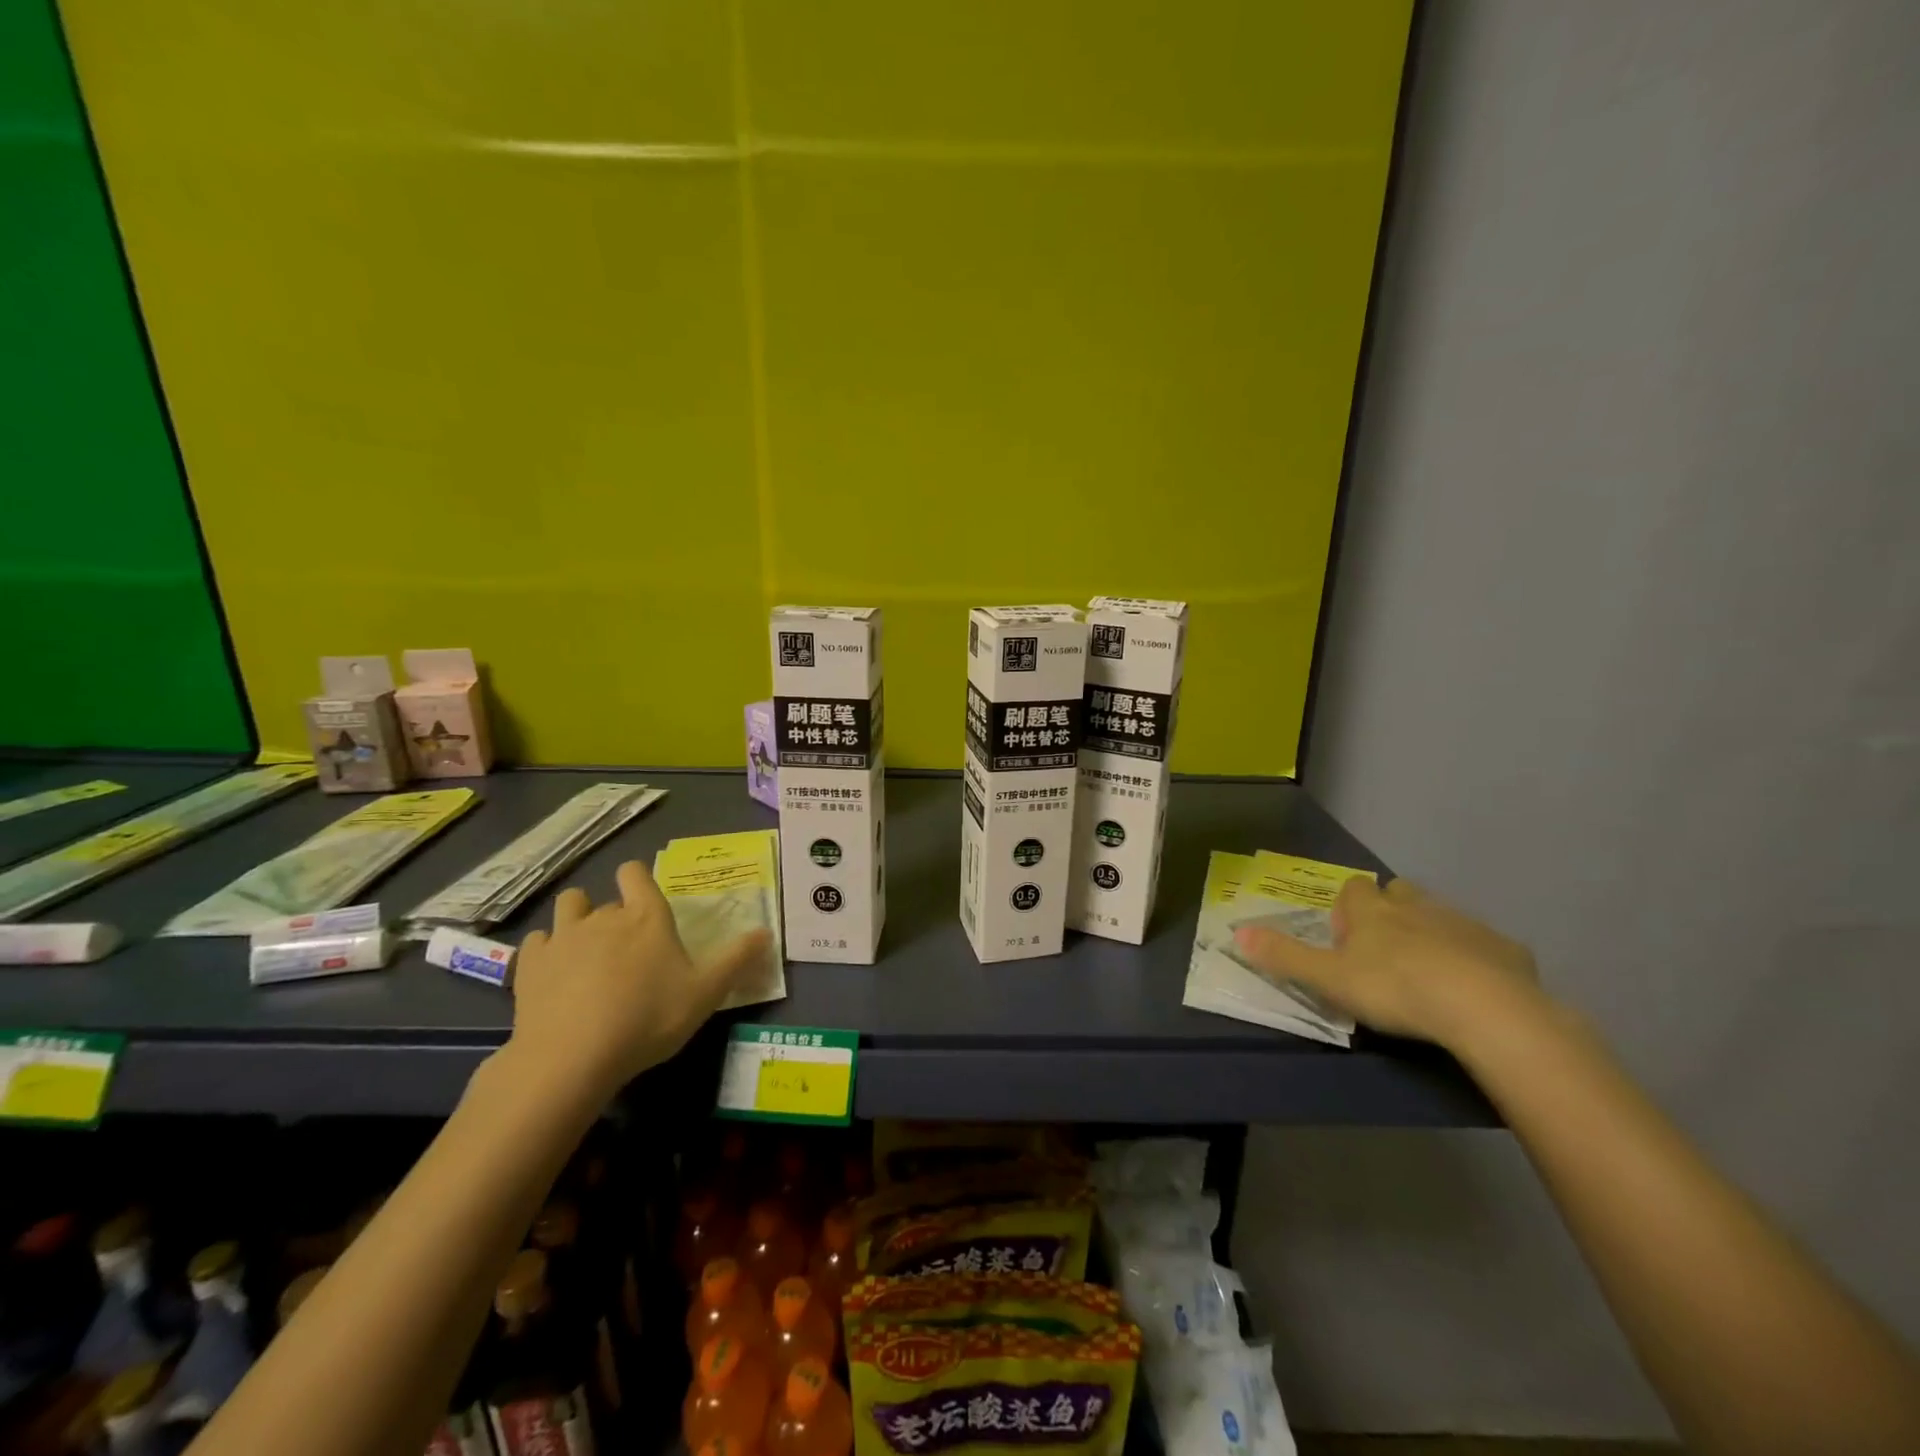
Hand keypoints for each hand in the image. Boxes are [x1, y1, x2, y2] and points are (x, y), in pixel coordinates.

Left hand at [506, 860, 771, 1105]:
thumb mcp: (705, 994)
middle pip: (605, 899)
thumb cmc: (648, 1018)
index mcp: (646, 917)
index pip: (635, 874)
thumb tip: (766, 933)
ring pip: (567, 907)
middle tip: (627, 950)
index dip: (637, 879)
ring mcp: (562, 938)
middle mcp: (603, 917)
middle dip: (615, 915)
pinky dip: (545, 951)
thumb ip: (737, 960)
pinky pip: (536, 942)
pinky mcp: (529, 965)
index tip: (643, 898)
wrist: (572, 1057)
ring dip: (576, 920)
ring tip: (585, 950)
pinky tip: (554, 974)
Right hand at [1232, 877, 1542, 1049]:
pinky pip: (1485, 947)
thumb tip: (1236, 932)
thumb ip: (1284, 956)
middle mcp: (1416, 907)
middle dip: (1391, 910)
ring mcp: (1464, 925)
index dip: (1348, 908)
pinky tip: (1476, 990)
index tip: (1346, 937)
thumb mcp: (1328, 978)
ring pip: (1441, 916)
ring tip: (1428, 972)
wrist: (1485, 1009)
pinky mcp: (1506, 950)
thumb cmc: (1395, 988)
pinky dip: (1476, 960)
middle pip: (1399, 893)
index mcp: (1373, 911)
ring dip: (1431, 934)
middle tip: (1384, 949)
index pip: (1354, 889)